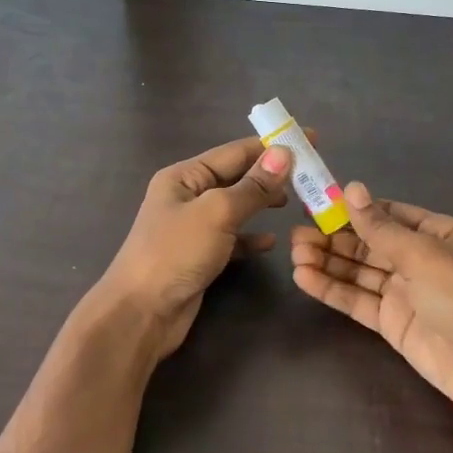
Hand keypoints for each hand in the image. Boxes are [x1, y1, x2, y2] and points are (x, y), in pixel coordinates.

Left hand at [98, 137, 293, 359]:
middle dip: (271, 175)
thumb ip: (252, 186)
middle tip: (310, 174)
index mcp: (184, 176)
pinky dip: (251, 237)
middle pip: (236, 177)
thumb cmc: (175, 253)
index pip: (235, 152)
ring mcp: (192, 228)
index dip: (271, 145)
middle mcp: (187, 196)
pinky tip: (272, 241)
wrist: (141, 313)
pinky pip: (232, 238)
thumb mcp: (217, 213)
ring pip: (236, 207)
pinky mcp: (199, 256)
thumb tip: (283, 154)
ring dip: (263, 203)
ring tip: (295, 202)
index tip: (309, 139)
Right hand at [291, 181, 452, 406]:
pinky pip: (357, 300)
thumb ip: (380, 226)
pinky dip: (332, 289)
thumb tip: (350, 187)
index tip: (317, 205)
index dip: (353, 210)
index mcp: (437, 234)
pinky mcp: (392, 322)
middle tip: (296, 235)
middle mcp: (419, 260)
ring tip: (294, 253)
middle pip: (369, 243)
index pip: (388, 215)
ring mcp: (404, 292)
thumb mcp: (422, 254)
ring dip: (328, 262)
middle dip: (334, 238)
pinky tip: (304, 277)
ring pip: (359, 271)